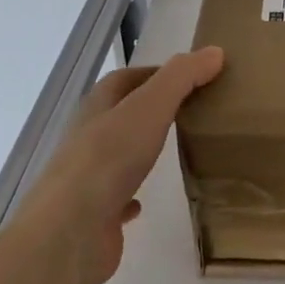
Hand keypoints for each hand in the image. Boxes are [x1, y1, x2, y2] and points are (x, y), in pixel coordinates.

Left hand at [16, 47, 223, 283]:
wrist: (70, 232)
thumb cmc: (109, 158)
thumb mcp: (151, 106)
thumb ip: (182, 77)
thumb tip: (214, 52)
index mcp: (97, 108)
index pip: (125, 79)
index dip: (156, 73)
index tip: (192, 77)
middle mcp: (88, 138)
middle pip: (121, 115)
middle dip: (150, 110)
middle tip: (191, 112)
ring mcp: (88, 178)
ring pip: (116, 155)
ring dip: (139, 150)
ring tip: (173, 150)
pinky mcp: (94, 215)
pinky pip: (115, 199)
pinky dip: (132, 196)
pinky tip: (146, 201)